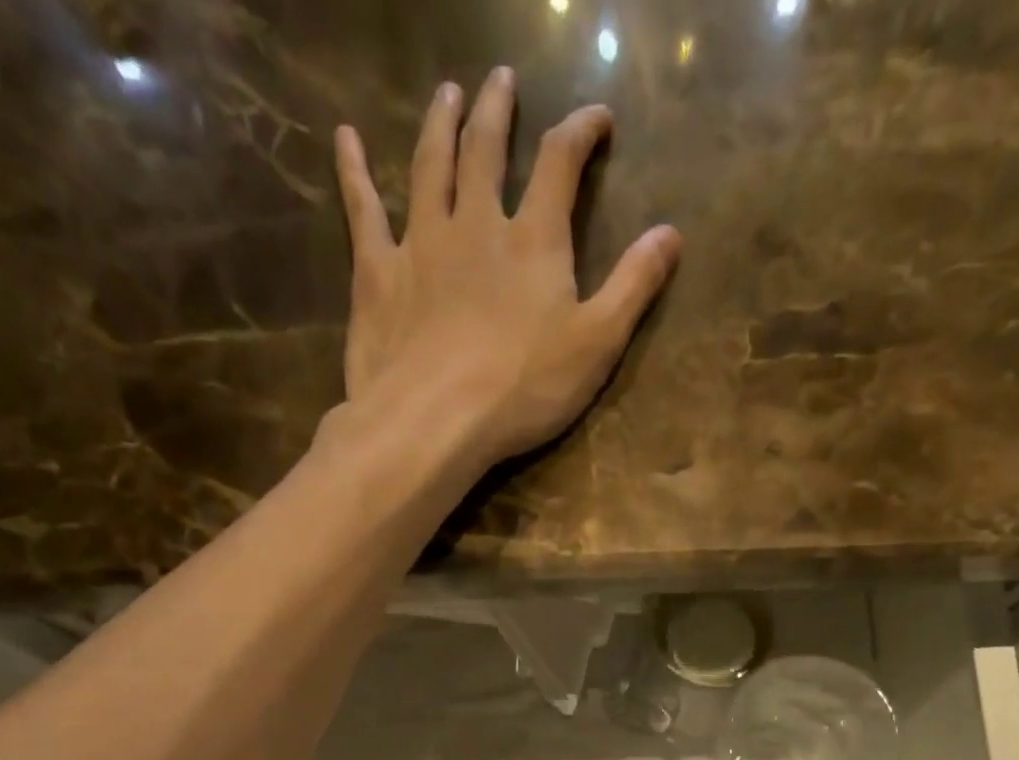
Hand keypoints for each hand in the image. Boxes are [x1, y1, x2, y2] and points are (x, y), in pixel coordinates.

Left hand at [334, 68, 680, 475]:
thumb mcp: (597, 344)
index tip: (597, 118)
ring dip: (441, 124)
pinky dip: (353, 170)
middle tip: (502, 82)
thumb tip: (672, 232)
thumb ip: (633, 286)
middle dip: (499, 112)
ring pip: (430, 166)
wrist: (435, 420)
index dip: (581, 132)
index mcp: (534, 241)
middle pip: (487, 150)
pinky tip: (346, 139)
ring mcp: (421, 243)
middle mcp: (476, 224)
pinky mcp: (378, 272)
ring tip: (448, 95)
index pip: (561, 164)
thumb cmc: (523, 390)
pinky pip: (363, 209)